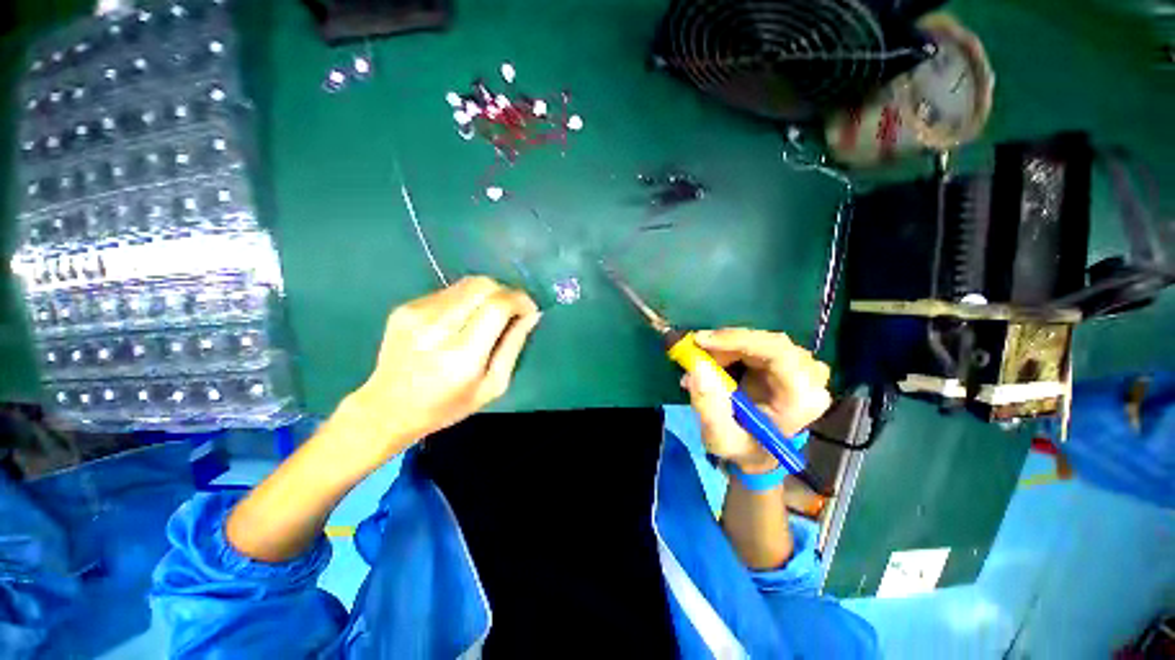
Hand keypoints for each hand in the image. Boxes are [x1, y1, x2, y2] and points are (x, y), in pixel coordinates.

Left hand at [340, 276, 540, 466]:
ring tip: (486, 318)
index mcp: (461, 354)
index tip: (530, 309)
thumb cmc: (447, 405)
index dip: (519, 300)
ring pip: (467, 284)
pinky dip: (466, 300)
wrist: (387, 408)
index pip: (497, 306)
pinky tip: (461, 321)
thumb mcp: (493, 385)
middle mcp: (436, 327)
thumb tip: (531, 314)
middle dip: (505, 293)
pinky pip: (450, 291)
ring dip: (486, 295)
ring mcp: (416, 313)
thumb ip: (514, 345)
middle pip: (483, 285)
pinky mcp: (405, 307)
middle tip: (511, 312)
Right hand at [683, 328, 831, 473]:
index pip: (778, 354)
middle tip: (694, 353)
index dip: (738, 340)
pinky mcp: (787, 360)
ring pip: (758, 340)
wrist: (756, 450)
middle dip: (725, 345)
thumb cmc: (742, 447)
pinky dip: (729, 347)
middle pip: (767, 343)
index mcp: (802, 399)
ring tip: (702, 363)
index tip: (701, 341)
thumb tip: (697, 366)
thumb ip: (708, 405)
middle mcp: (810, 377)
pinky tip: (715, 361)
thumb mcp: (720, 437)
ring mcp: (801, 366)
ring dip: (725, 348)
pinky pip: (755, 342)